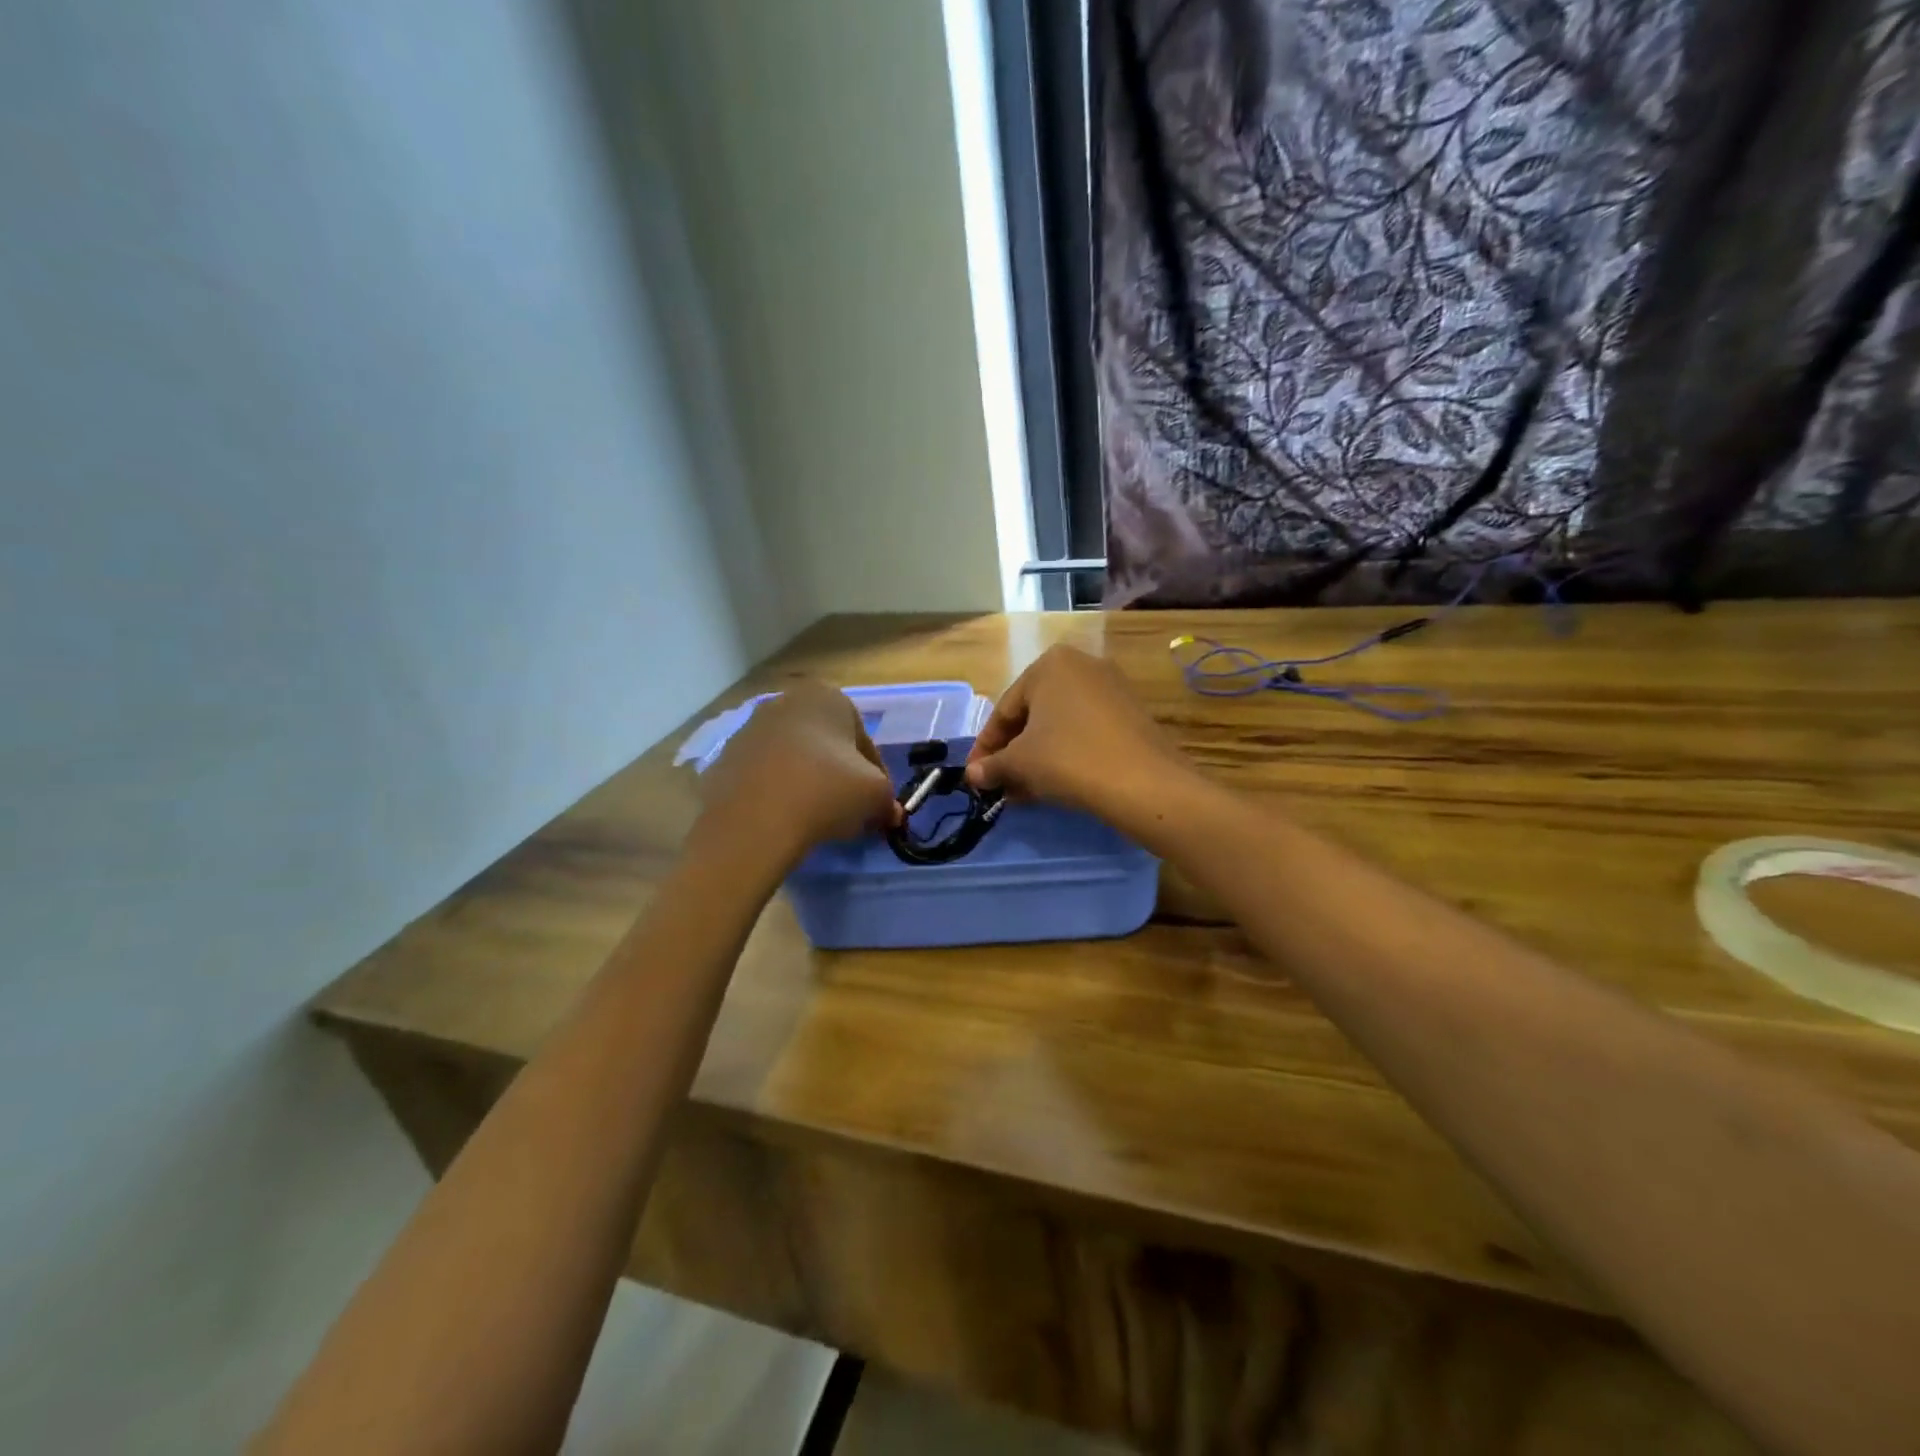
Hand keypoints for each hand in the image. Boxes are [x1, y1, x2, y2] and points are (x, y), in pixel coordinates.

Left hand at [698, 681, 901, 867]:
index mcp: (826, 697)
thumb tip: (887, 814)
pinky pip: (762, 777)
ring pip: (792, 758)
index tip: (877, 804)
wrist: (753, 821)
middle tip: (848, 810)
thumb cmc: (826, 791)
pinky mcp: (723, 759)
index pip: (863, 739)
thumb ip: (887, 800)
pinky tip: (782, 820)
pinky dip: (775, 793)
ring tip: (814, 819)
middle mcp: (785, 701)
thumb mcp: (876, 795)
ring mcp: (748, 729)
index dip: (876, 775)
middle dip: (838, 774)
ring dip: (806, 782)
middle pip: (825, 744)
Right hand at [964, 647, 1188, 823]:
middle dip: (1013, 753)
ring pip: (1060, 726)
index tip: (975, 775)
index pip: (1005, 710)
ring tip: (1023, 791)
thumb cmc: (1069, 759)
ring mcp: (1112, 688)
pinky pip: (1086, 732)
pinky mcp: (1132, 714)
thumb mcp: (1020, 763)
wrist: (1144, 783)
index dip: (986, 747)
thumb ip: (992, 766)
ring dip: (1037, 758)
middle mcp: (1082, 665)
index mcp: (1050, 664)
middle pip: (1033, 715)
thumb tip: (973, 775)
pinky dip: (1066, 754)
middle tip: (999, 784)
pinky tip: (1055, 784)